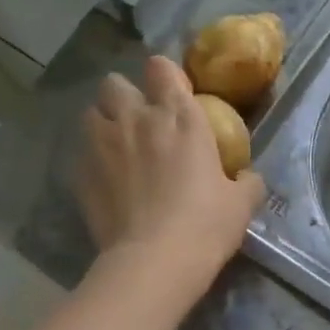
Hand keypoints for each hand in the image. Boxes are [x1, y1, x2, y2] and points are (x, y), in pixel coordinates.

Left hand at [77, 55, 264, 299]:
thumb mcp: (241, 204)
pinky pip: (81, 153)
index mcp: (180, 117)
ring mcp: (103, 144)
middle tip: (138, 119)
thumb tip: (248, 178)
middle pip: (115, 83)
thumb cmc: (205, 225)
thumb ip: (246, 182)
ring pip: (91, 112)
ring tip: (114, 145)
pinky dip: (91, 159)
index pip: (162, 68)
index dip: (165, 76)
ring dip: (103, 122)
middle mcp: (137, 119)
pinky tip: (104, 180)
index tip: (172, 94)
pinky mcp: (81, 173)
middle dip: (124, 95)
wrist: (154, 261)